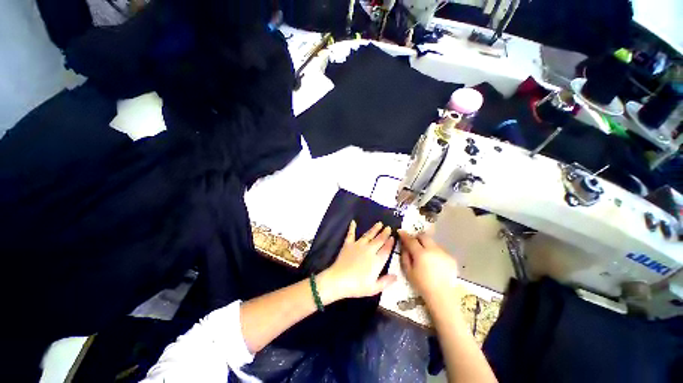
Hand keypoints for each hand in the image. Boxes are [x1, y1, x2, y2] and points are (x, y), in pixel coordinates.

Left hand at [318, 221, 396, 303]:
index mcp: (377, 261)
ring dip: (374, 229)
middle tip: (388, 227)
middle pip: (379, 240)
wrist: (339, 280)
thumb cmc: (357, 286)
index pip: (386, 249)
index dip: (390, 243)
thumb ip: (386, 281)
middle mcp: (369, 250)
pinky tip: (353, 222)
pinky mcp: (348, 244)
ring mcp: (358, 245)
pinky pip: (351, 234)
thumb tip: (396, 276)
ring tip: (379, 223)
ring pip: (368, 235)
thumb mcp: (374, 288)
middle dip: (384, 233)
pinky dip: (352, 228)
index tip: (393, 237)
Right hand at [398, 231, 458, 304]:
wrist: (442, 296)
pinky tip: (435, 263)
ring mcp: (444, 253)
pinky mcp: (451, 258)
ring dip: (427, 245)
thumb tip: (404, 247)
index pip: (411, 240)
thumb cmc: (422, 285)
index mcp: (421, 254)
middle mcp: (433, 250)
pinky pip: (440, 250)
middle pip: (424, 236)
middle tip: (414, 243)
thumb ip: (405, 256)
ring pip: (433, 243)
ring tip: (426, 256)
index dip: (404, 235)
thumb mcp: (408, 271)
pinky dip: (435, 253)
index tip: (400, 232)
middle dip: (417, 237)